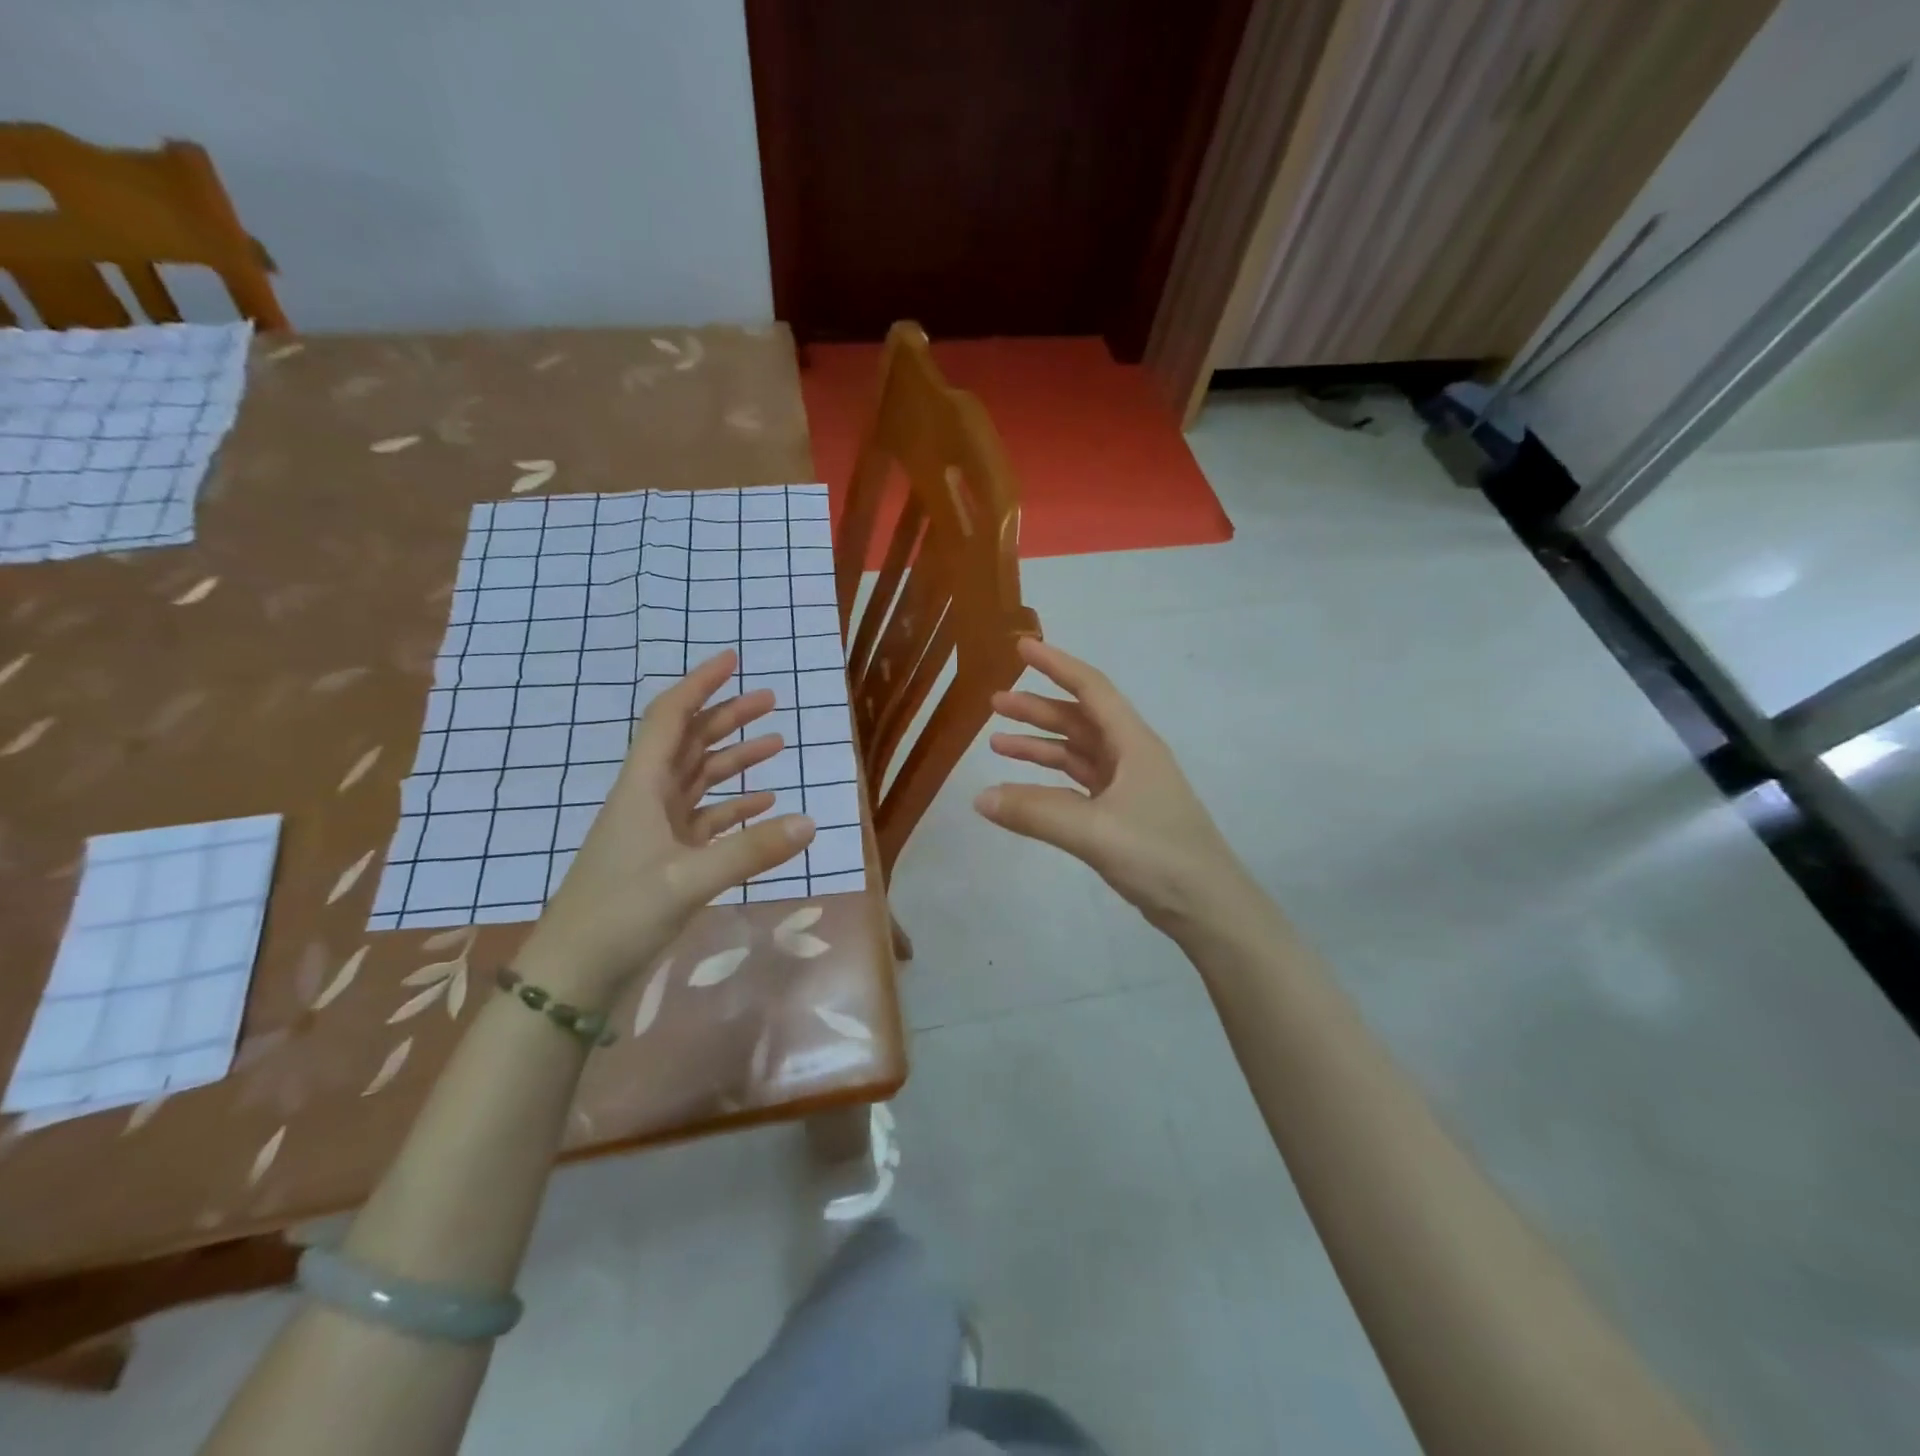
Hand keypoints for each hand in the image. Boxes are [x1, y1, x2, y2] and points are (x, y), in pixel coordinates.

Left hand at [517, 651, 813, 1003]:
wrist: (573, 975)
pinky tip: (764, 804)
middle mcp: (648, 800)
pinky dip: (734, 807)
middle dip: (727, 717)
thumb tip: (812, 822)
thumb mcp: (688, 880)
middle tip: (769, 699)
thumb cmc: (619, 915)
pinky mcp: (666, 860)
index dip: (699, 684)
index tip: (731, 659)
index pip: (671, 719)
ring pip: (700, 780)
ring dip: (734, 759)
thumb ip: (751, 850)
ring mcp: (657, 831)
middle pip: (690, 743)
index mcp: (642, 788)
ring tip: (776, 742)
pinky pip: (707, 820)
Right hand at [975, 638, 1248, 932]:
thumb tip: (980, 798)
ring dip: (1040, 745)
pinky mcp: (1122, 814)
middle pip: (1079, 719)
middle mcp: (1131, 756)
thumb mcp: (1093, 830)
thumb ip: (1035, 812)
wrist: (1207, 906)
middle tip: (994, 703)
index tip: (1023, 647)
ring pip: (1076, 752)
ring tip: (997, 744)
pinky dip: (1050, 781)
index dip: (1057, 665)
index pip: (1091, 689)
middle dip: (1037, 708)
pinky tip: (1023, 789)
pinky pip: (1077, 785)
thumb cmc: (1158, 854)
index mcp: (1133, 743)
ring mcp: (1127, 786)